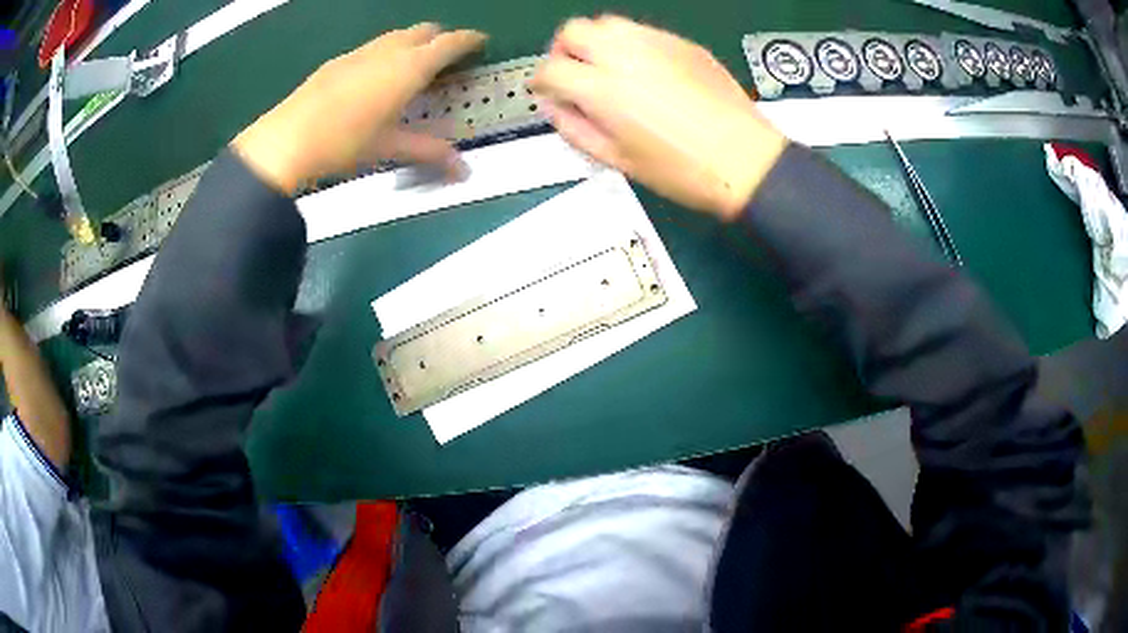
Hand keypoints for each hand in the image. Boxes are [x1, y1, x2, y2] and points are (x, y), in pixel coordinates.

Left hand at [232, 24, 486, 193]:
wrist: (288, 140)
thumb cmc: (345, 142)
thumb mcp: (390, 147)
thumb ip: (429, 152)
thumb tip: (463, 171)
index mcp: (410, 67)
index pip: (451, 42)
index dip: (470, 40)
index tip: (480, 43)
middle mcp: (389, 50)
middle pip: (425, 30)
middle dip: (441, 38)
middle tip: (447, 58)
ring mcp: (360, 52)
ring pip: (396, 35)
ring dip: (412, 43)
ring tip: (413, 66)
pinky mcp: (338, 61)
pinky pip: (372, 46)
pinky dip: (386, 52)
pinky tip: (375, 77)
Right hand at [530, 16, 787, 219]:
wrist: (745, 161)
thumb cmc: (683, 170)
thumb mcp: (618, 160)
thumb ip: (575, 129)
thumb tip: (555, 107)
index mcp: (604, 90)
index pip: (550, 69)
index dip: (542, 82)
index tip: (549, 92)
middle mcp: (626, 56)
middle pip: (573, 31)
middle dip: (564, 51)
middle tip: (573, 74)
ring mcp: (657, 44)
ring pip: (607, 23)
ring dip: (596, 42)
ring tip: (606, 69)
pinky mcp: (683, 44)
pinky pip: (642, 31)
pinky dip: (629, 44)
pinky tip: (642, 69)